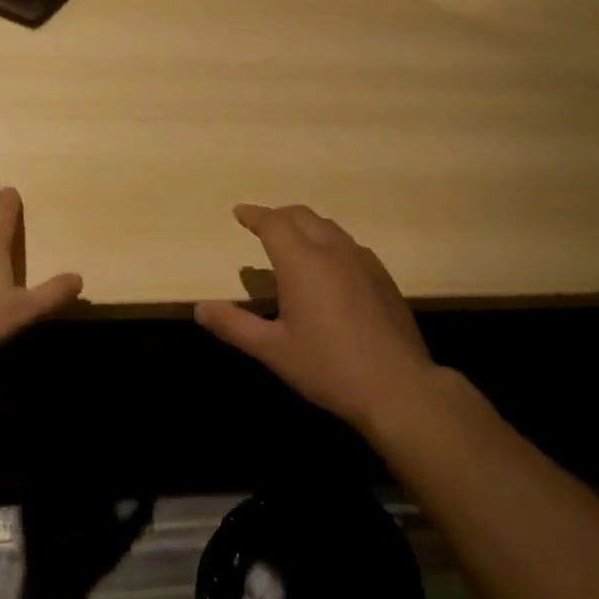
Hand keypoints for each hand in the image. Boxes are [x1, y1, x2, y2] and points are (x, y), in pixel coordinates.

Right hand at [195, 204, 438, 434]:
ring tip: (291, 239)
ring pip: (328, 226)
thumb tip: (201, 308)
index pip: (273, 223)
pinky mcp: (382, 275)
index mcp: (302, 262)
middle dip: (278, 215)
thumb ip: (234, 325)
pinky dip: (328, 240)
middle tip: (261, 225)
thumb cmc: (328, 367)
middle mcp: (332, 250)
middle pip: (301, 216)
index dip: (254, 215)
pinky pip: (348, 243)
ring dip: (304, 224)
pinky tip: (328, 264)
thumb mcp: (273, 350)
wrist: (397, 386)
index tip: (239, 212)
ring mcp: (362, 260)